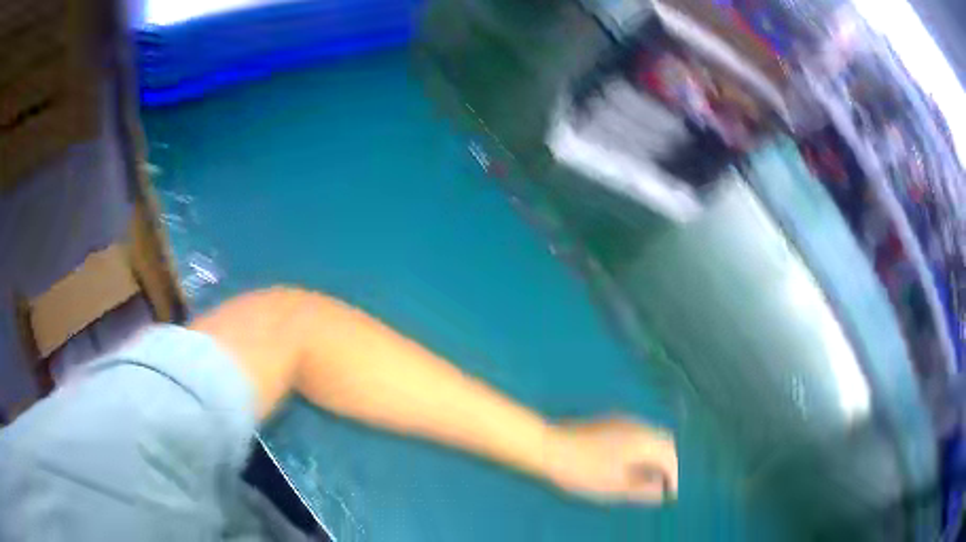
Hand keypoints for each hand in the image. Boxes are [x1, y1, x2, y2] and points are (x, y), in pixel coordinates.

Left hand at [544, 417, 677, 503]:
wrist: (548, 447)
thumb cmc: (583, 471)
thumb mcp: (615, 487)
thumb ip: (643, 489)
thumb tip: (662, 492)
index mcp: (643, 442)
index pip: (670, 457)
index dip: (673, 477)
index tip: (669, 494)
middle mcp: (639, 426)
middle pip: (665, 442)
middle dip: (668, 463)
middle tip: (662, 484)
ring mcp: (624, 420)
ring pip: (652, 435)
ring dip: (656, 454)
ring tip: (647, 476)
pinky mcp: (610, 420)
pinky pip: (638, 432)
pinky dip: (643, 447)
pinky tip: (631, 462)